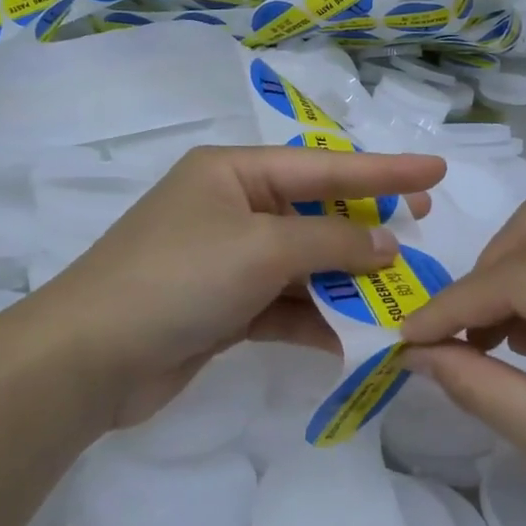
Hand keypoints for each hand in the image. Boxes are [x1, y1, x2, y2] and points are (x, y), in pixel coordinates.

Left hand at [16, 145, 444, 435]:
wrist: (88, 359)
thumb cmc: (178, 278)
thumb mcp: (262, 248)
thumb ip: (332, 241)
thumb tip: (388, 244)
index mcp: (234, 172)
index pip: (325, 166)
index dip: (385, 170)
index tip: (437, 170)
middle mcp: (232, 208)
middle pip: (316, 213)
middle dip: (368, 227)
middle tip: (424, 227)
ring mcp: (226, 259)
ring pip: (304, 263)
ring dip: (346, 281)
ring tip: (400, 294)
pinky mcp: (223, 307)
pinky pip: (284, 305)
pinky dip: (316, 319)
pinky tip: (352, 339)